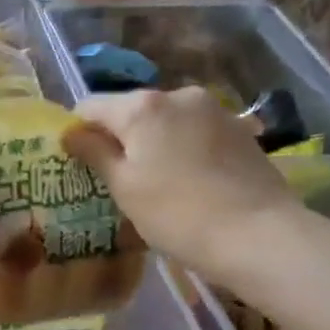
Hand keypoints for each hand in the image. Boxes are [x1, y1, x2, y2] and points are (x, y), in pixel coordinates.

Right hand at [64, 87, 300, 288]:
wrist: (258, 234)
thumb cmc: (177, 214)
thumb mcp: (124, 188)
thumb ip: (94, 153)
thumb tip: (71, 132)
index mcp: (142, 106)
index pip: (91, 107)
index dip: (79, 132)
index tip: (79, 164)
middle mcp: (177, 94)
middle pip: (131, 111)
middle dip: (120, 138)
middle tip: (118, 180)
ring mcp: (213, 109)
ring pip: (166, 121)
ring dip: (154, 143)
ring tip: (158, 183)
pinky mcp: (239, 128)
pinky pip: (194, 132)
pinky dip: (183, 148)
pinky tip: (190, 181)